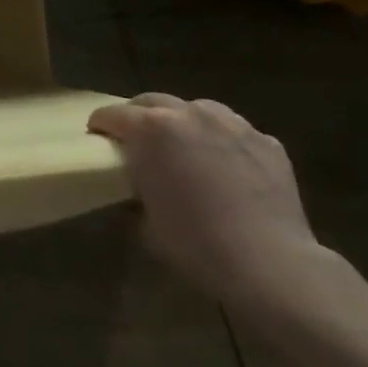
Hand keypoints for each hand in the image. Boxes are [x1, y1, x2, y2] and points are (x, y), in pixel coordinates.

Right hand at [89, 93, 323, 312]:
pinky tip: (226, 166)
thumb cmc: (196, 245)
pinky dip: (222, 141)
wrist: (270, 265)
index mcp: (151, 129)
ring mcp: (232, 124)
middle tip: (136, 140)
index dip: (100, 125)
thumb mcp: (146, 224)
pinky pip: (234, 131)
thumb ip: (136, 193)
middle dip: (138, 116)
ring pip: (196, 109)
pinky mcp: (266, 141)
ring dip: (182, 122)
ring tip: (184, 146)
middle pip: (152, 101)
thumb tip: (136, 189)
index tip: (97, 138)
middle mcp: (189, 114)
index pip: (112, 114)